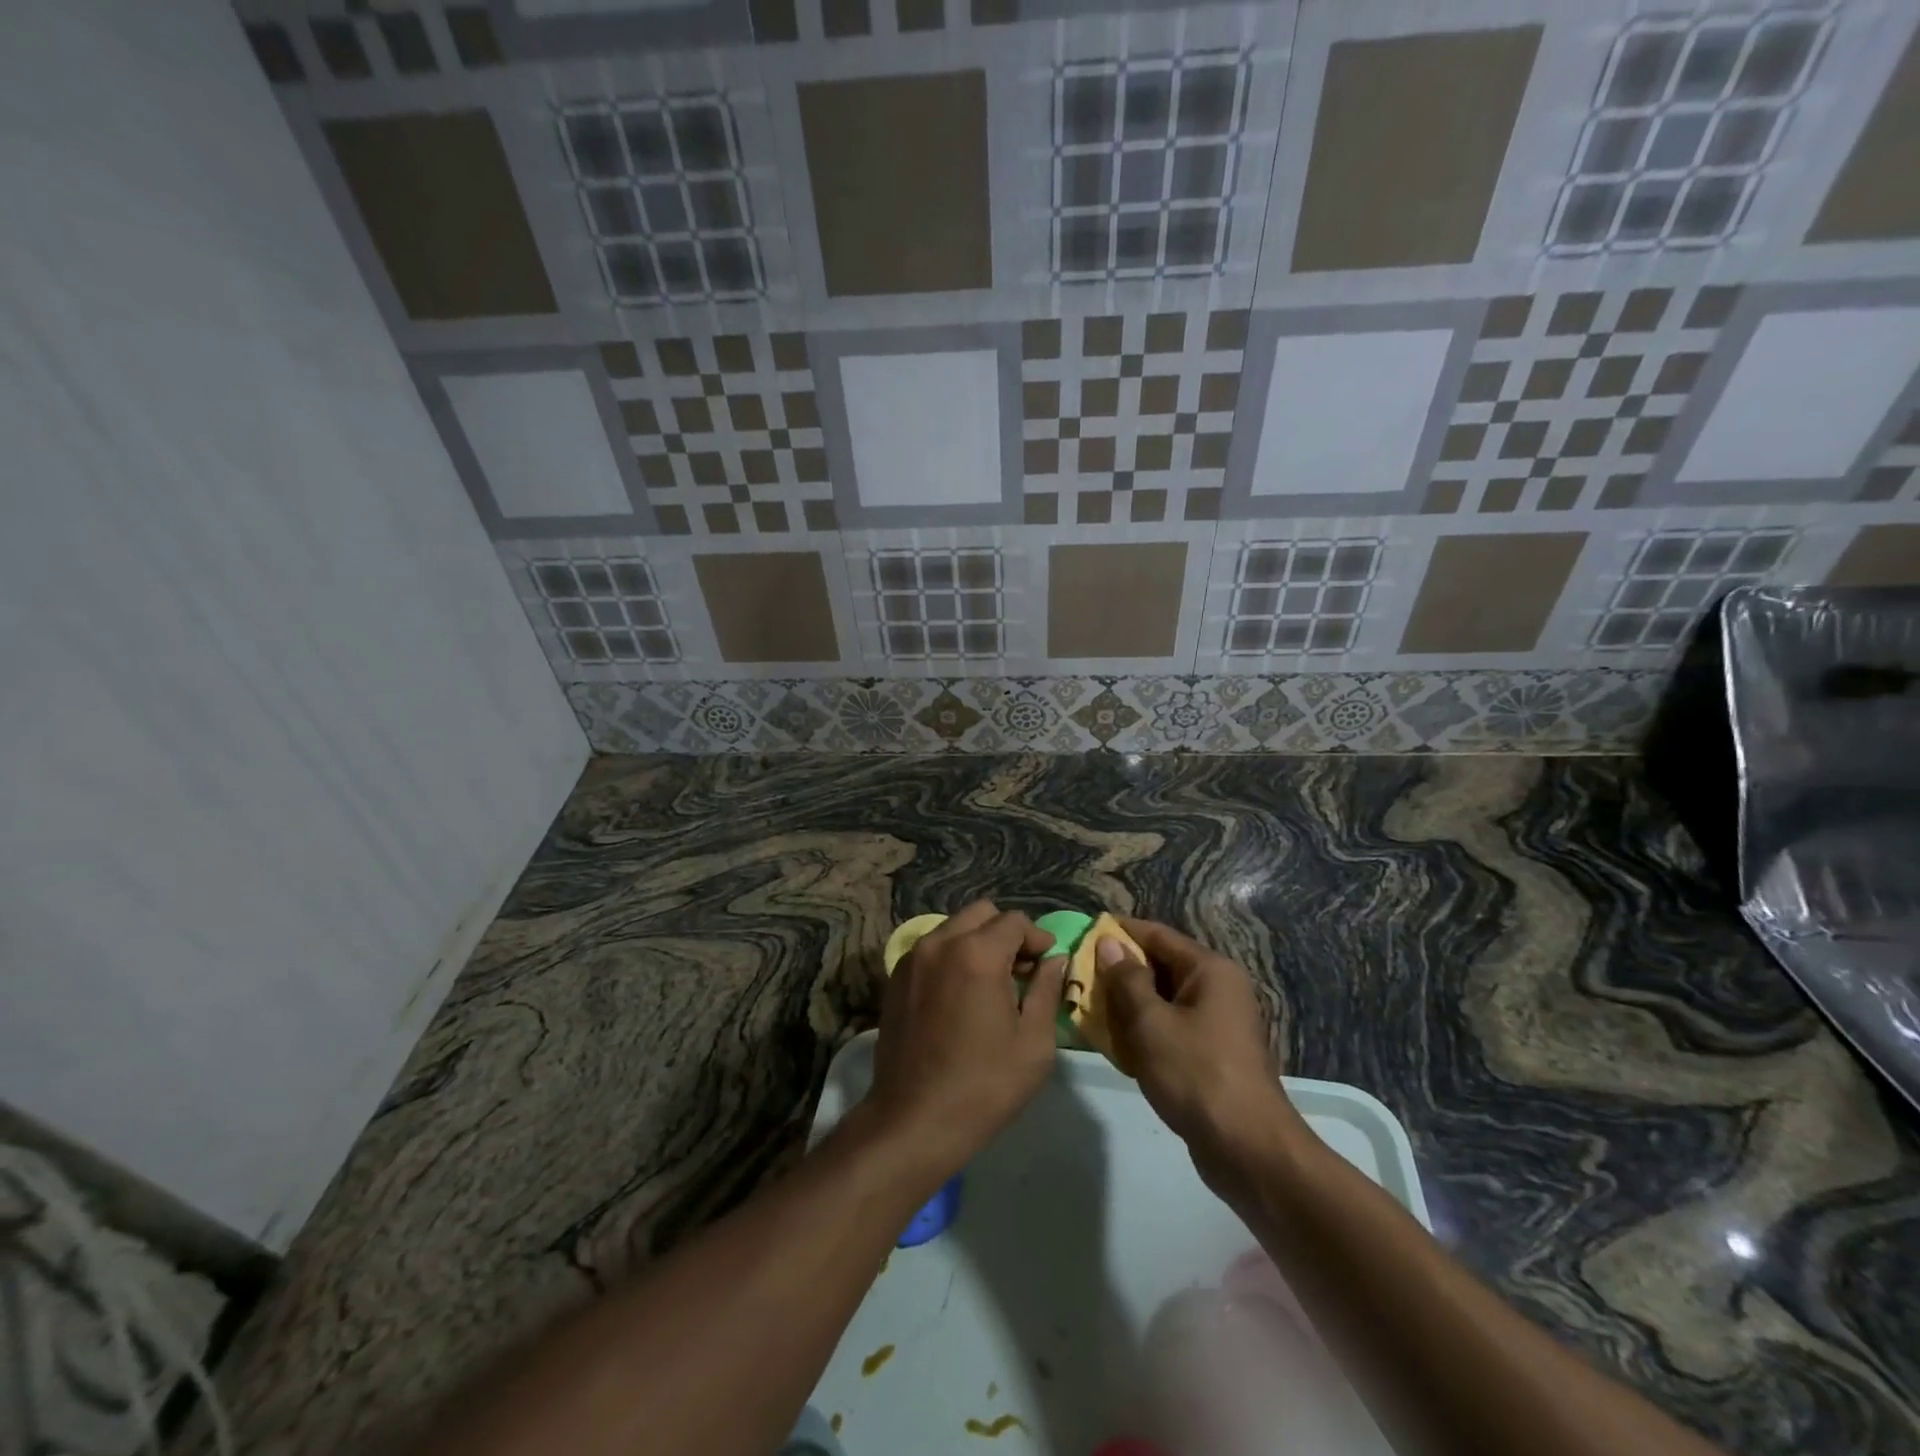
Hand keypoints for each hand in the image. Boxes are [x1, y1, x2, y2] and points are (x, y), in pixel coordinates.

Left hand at [867, 901, 1066, 1179]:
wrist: (914, 1120)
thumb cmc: (984, 1085)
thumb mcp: (1034, 1042)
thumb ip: (1048, 990)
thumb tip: (1055, 960)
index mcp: (977, 953)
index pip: (1015, 921)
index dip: (1038, 938)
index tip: (1047, 965)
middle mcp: (940, 942)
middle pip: (982, 914)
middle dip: (1007, 933)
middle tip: (1021, 970)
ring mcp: (913, 958)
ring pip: (954, 927)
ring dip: (978, 942)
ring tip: (991, 983)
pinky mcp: (896, 977)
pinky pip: (932, 948)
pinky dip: (952, 956)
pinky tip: (961, 994)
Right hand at [1100, 918, 1308, 1189]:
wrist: (1248, 1150)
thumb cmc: (1197, 1074)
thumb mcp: (1151, 1023)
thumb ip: (1127, 980)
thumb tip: (1109, 943)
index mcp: (1210, 970)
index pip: (1158, 935)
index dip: (1120, 931)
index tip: (1084, 932)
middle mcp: (1218, 989)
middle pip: (1161, 966)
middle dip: (1120, 971)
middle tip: (1078, 975)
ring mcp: (1217, 1023)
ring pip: (1163, 1000)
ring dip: (1128, 1003)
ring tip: (1087, 1007)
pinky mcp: (1211, 1054)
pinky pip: (1171, 1028)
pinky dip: (1144, 1030)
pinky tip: (1114, 1042)